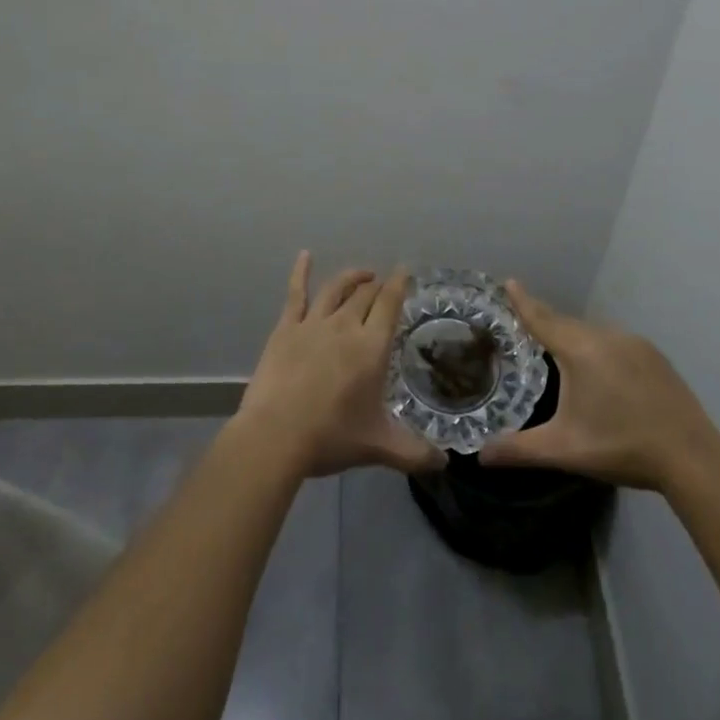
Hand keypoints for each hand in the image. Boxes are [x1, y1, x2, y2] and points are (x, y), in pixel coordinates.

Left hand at [237, 252, 445, 479]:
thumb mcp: (378, 446)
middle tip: (384, 284)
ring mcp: (313, 323)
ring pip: (336, 288)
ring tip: (361, 274)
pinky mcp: (285, 328)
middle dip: (377, 285)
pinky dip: (300, 272)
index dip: (399, 284)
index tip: (405, 272)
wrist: (275, 436)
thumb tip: (445, 464)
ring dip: (351, 277)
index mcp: (371, 346)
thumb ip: (414, 453)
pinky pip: (295, 293)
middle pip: (365, 294)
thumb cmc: (330, 437)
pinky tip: (304, 256)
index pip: (389, 304)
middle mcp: (345, 325)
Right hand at [478, 280, 719, 493]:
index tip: (508, 282)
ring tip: (560, 351)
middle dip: (546, 322)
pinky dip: (599, 347)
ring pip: (593, 332)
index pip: (542, 319)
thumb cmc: (622, 447)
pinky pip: (615, 342)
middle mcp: (606, 336)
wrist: (692, 456)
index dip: (523, 302)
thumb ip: (519, 450)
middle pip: (567, 324)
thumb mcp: (565, 449)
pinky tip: (601, 371)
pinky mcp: (654, 356)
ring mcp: (635, 343)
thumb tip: (481, 455)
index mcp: (580, 351)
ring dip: (574, 337)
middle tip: (526, 324)